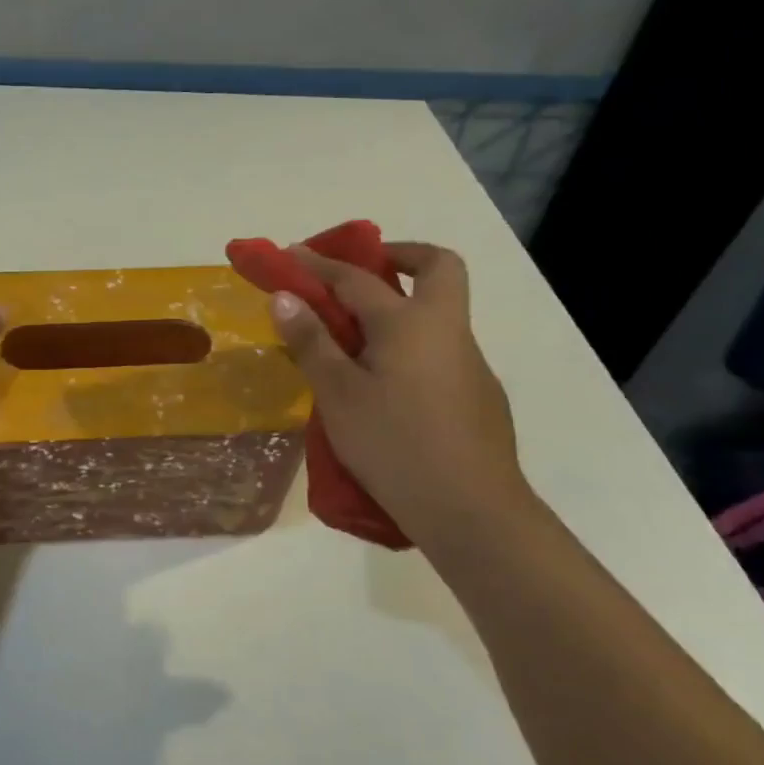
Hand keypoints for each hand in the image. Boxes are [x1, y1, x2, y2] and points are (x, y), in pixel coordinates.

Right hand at [270, 242, 534, 546]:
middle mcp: (447, 330)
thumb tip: (285, 297)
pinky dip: (410, 345)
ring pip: (440, 311)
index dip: (318, 264)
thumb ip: (311, 342)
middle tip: (361, 272)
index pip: (356, 278)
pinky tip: (386, 386)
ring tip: (354, 340)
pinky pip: (439, 350)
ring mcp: (470, 362)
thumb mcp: (339, 394)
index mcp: (410, 323)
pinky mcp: (478, 394)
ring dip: (402, 306)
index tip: (289, 253)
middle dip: (400, 255)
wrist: (472, 511)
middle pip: (437, 267)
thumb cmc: (394, 444)